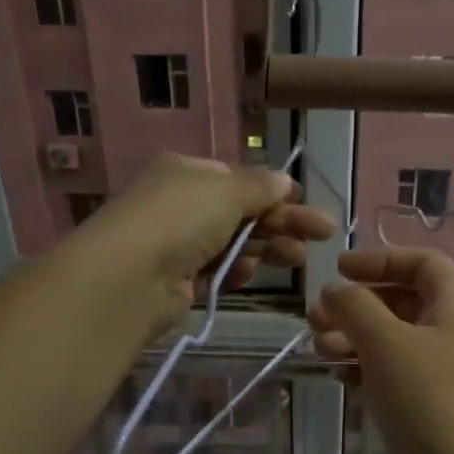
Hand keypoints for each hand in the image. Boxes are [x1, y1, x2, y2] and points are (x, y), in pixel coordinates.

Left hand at [82, 154, 335, 334]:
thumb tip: (284, 180)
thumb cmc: (180, 219)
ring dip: (267, 249)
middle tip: (323, 235)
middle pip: (243, 212)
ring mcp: (179, 243)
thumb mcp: (226, 191)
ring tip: (299, 260)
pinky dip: (236, 271)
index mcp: (188, 172)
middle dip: (283, 223)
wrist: (130, 277)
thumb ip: (259, 187)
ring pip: (234, 243)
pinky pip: (218, 271)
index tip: (306, 205)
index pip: (239, 179)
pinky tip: (251, 274)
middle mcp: (182, 204)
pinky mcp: (179, 280)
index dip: (274, 192)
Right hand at [307, 247, 453, 453]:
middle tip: (314, 319)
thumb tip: (333, 290)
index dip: (380, 259)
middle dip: (358, 304)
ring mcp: (445, 377)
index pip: (423, 263)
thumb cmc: (430, 402)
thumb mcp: (386, 343)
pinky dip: (366, 371)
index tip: (338, 270)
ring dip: (355, 339)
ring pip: (395, 343)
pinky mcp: (432, 413)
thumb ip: (355, 307)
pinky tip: (339, 378)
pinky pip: (395, 378)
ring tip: (319, 350)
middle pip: (404, 302)